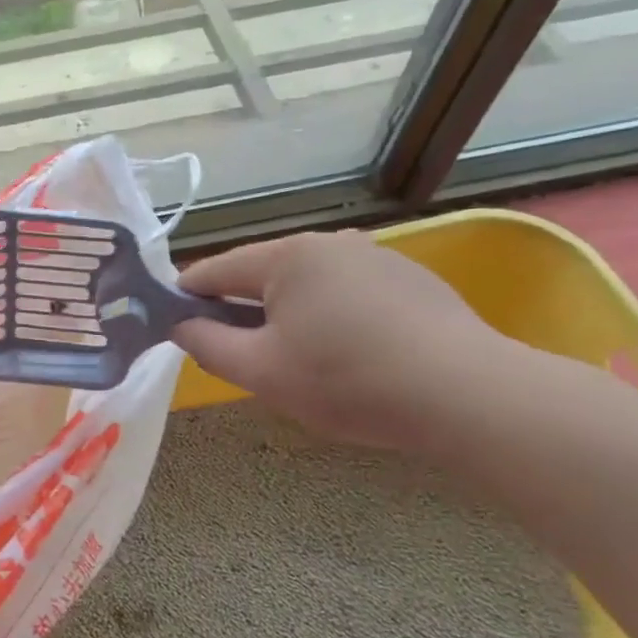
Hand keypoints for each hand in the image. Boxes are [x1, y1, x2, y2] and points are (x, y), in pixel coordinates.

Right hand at [172, 231, 513, 451]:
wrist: (466, 395)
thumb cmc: (347, 381)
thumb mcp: (260, 371)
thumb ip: (206, 344)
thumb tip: (181, 324)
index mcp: (286, 255)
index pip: (214, 270)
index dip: (185, 298)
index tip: (171, 327)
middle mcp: (328, 242)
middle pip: (260, 274)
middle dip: (239, 310)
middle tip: (237, 356)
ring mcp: (374, 256)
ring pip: (304, 284)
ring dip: (284, 315)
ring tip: (294, 361)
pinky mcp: (409, 279)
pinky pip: (344, 292)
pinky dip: (327, 316)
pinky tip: (345, 354)